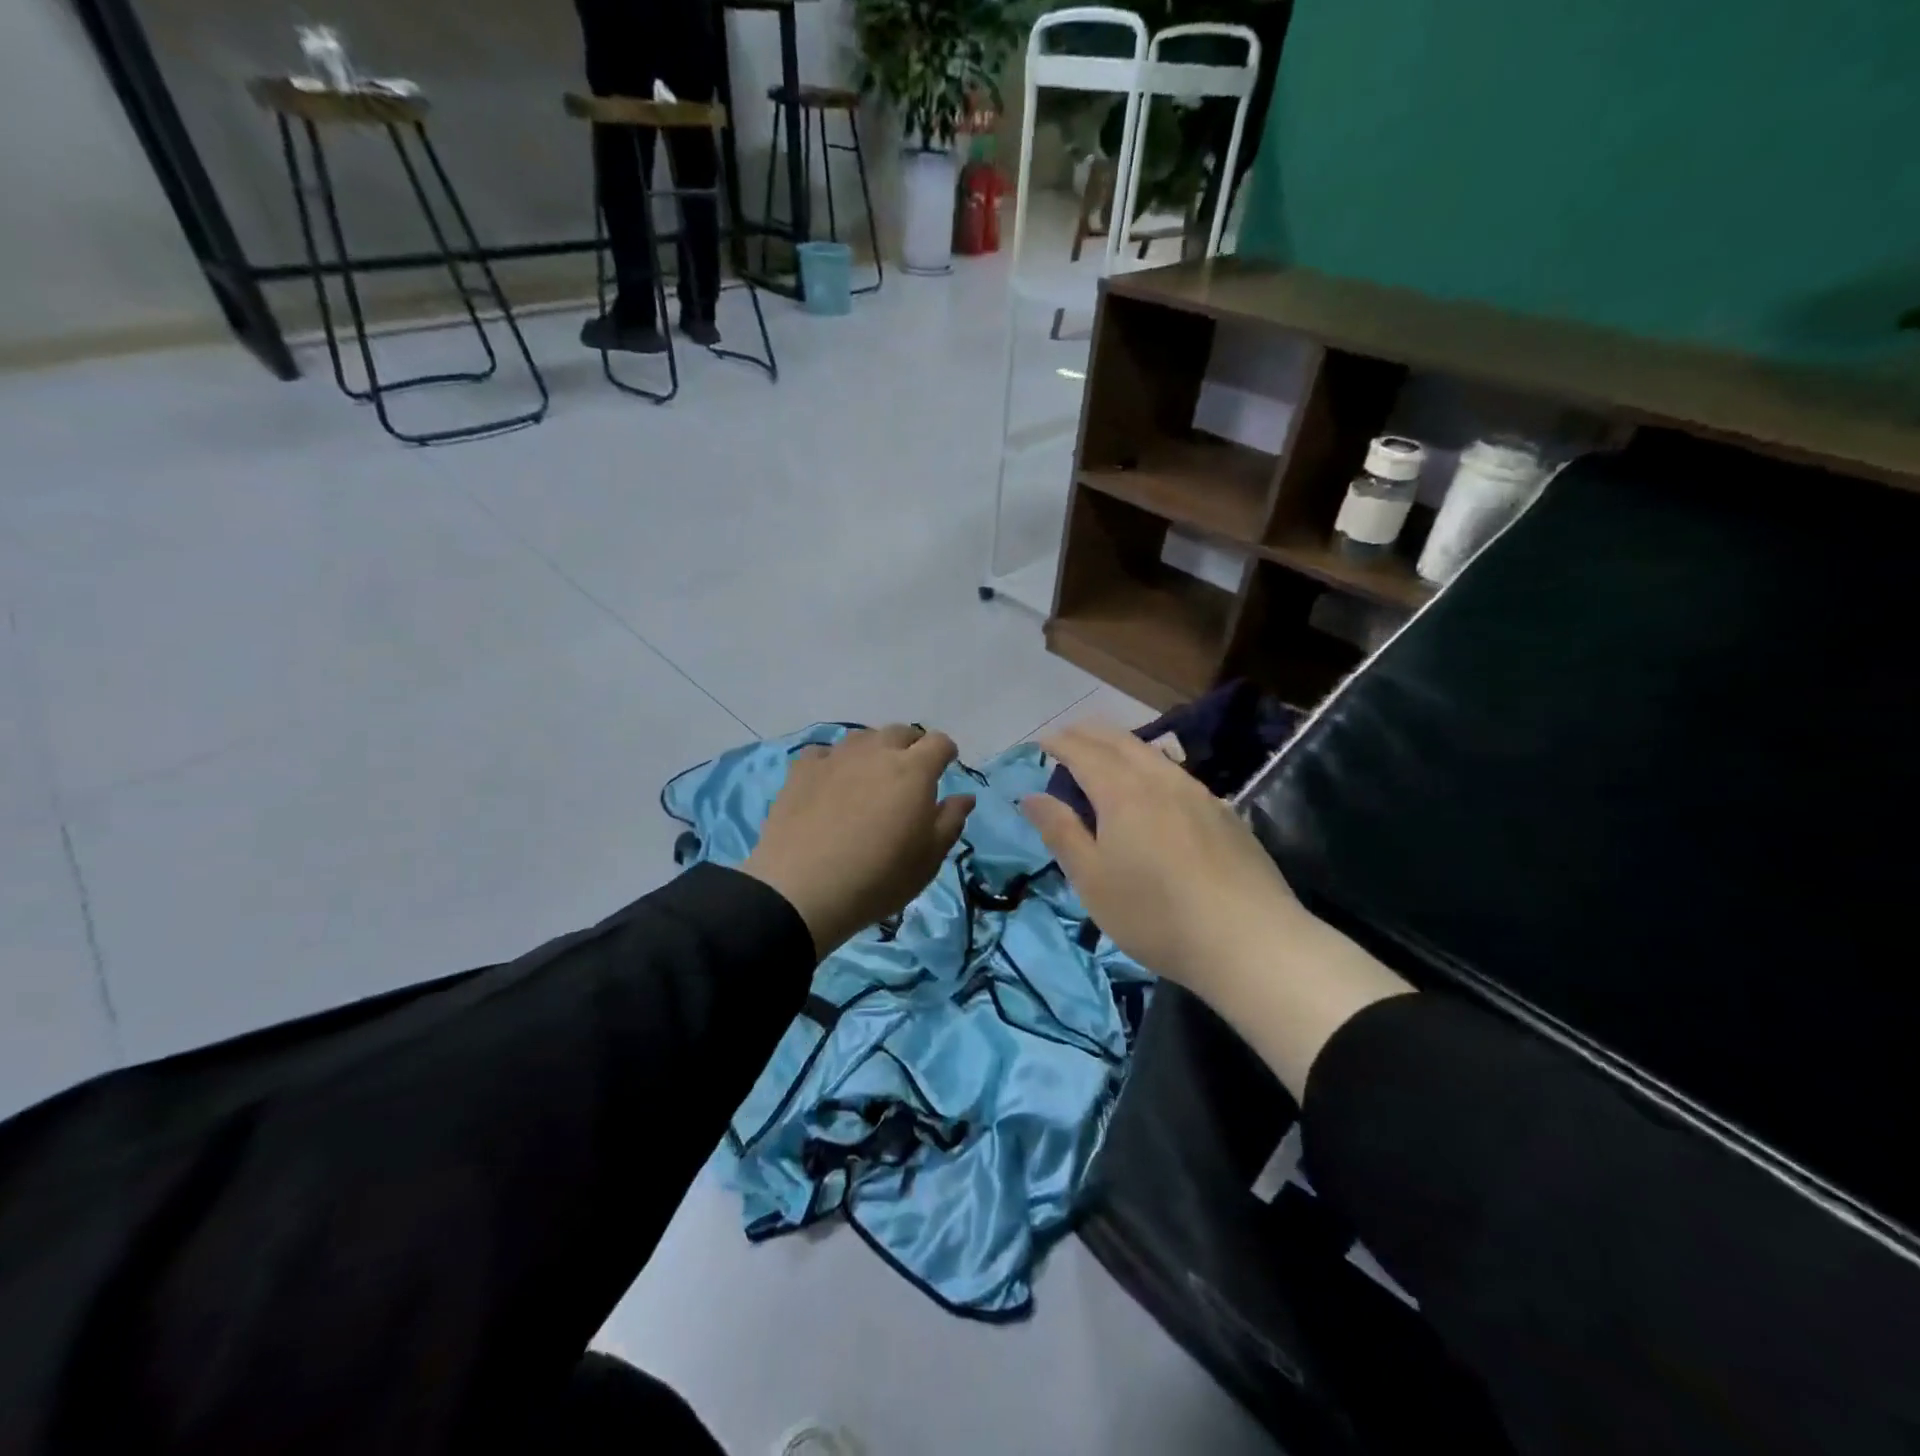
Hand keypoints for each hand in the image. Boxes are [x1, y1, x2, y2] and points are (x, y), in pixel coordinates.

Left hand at [742, 725, 975, 959]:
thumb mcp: (928, 859)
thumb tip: (964, 797)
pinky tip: (831, 783)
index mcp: (914, 770)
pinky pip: (825, 753)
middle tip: (909, 774)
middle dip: (911, 747)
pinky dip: (834, 762)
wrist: (803, 889)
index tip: (945, 768)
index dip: (946, 753)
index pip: (938, 743)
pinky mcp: (802, 770)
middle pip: (900, 732)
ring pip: (862, 738)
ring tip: (870, 776)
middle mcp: (876, 752)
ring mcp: (836, 757)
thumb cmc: (879, 877)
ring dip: (873, 750)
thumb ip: (950, 821)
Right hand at [1021, 721, 1302, 1000]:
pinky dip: (1151, 766)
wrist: (1248, 940)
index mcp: (1122, 792)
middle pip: (1120, 741)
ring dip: (1122, 746)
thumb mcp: (1092, 880)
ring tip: (1106, 756)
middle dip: (1089, 734)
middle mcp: (1161, 780)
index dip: (1059, 743)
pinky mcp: (1225, 813)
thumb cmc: (1155, 914)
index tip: (1041, 743)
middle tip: (1068, 738)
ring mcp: (1199, 793)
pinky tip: (1155, 788)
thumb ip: (1061, 832)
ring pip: (1153, 754)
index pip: (1083, 752)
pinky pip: (1177, 774)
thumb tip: (1030, 796)